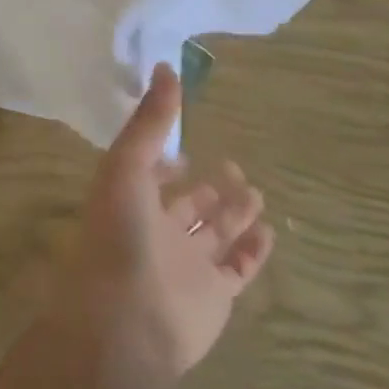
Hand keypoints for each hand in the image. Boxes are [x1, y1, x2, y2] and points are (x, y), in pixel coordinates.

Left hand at [42, 65, 273, 388]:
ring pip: (214, 234)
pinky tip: (268, 231)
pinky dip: (253, 251)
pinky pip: (238, 269)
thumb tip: (166, 67)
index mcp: (129, 202)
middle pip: (187, 205)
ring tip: (254, 191)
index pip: (148, 175)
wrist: (128, 322)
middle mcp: (156, 232)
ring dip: (233, 213)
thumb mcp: (127, 165)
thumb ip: (150, 120)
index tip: (185, 144)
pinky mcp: (213, 297)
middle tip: (232, 166)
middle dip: (208, 186)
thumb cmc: (119, 235)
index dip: (164, 159)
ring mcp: (185, 266)